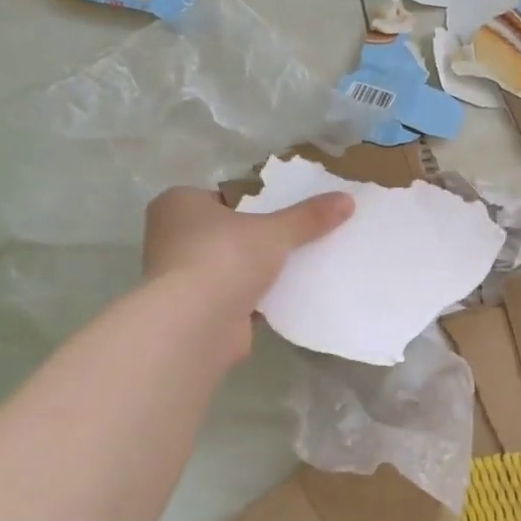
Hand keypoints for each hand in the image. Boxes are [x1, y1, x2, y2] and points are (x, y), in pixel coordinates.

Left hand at [140, 187, 352, 362]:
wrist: (195, 324)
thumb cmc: (225, 258)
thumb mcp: (275, 230)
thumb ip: (309, 216)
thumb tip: (348, 199)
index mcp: (179, 204)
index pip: (223, 197)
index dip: (255, 203)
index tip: (284, 212)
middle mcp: (172, 237)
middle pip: (228, 232)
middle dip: (258, 239)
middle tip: (297, 237)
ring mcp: (181, 276)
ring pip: (231, 266)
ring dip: (258, 271)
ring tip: (300, 266)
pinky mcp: (196, 309)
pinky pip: (235, 296)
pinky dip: (257, 298)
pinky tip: (288, 297)